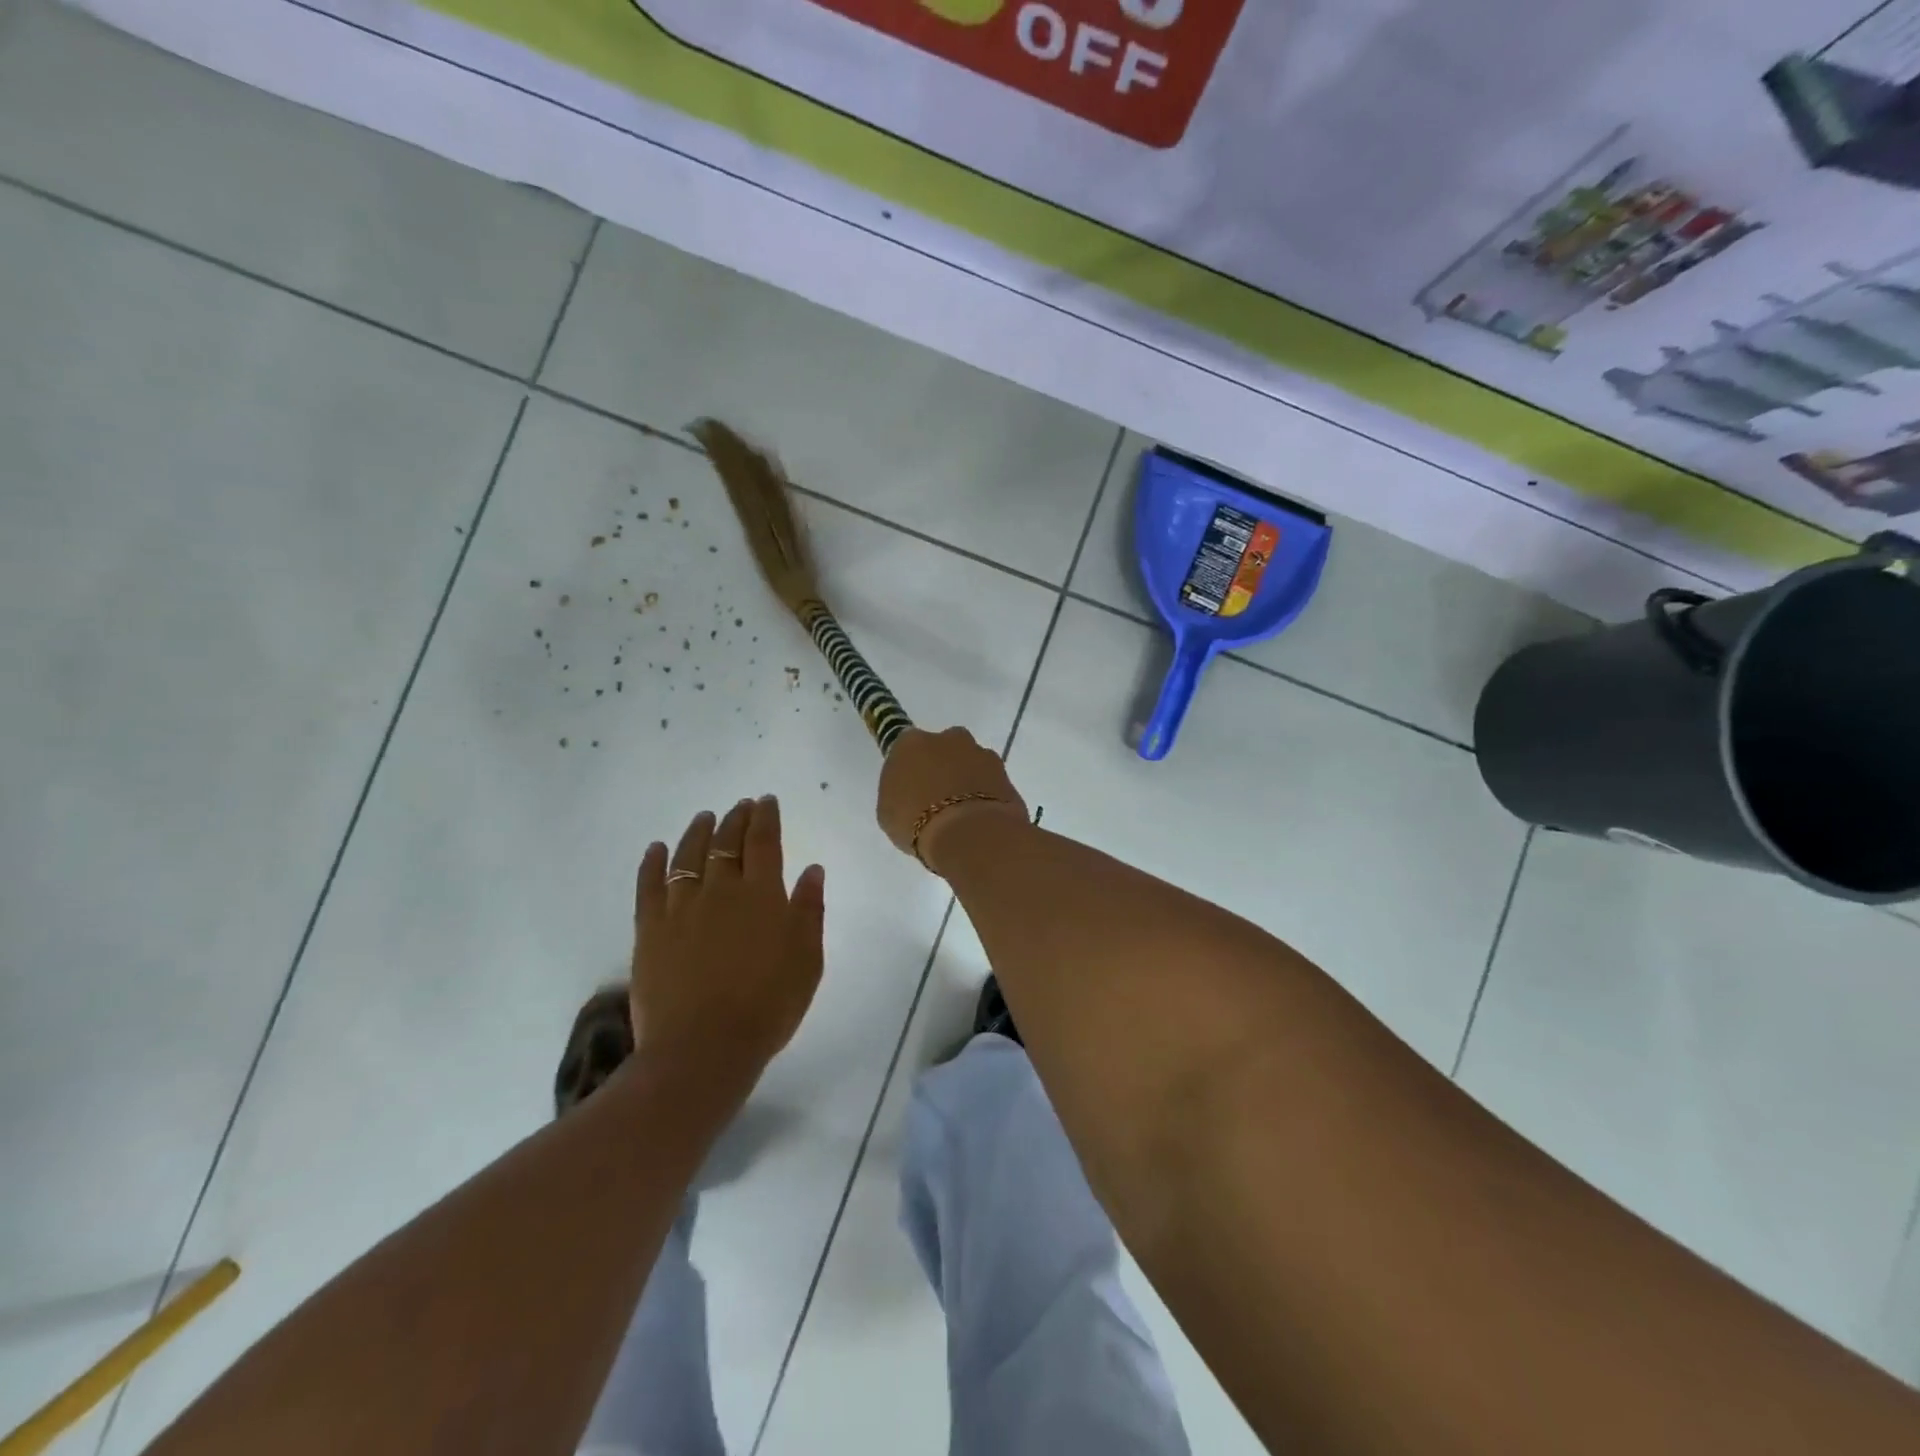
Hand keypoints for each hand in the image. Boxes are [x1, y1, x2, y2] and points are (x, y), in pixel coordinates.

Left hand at [632, 797, 824, 1084]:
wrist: (704, 1048)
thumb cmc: (768, 1006)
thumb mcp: (807, 960)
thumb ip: (809, 911)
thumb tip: (813, 869)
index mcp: (762, 895)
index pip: (763, 842)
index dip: (765, 818)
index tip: (765, 801)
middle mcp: (721, 890)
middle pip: (727, 843)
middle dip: (735, 819)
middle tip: (741, 806)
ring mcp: (681, 908)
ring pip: (688, 856)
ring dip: (698, 832)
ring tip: (704, 817)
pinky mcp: (650, 930)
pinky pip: (648, 886)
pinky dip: (651, 864)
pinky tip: (655, 849)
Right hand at [876, 727, 1028, 873]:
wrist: (970, 833)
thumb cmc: (916, 822)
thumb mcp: (889, 811)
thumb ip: (899, 791)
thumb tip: (912, 789)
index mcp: (911, 743)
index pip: (907, 748)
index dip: (911, 768)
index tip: (911, 788)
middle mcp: (948, 738)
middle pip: (943, 749)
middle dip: (942, 767)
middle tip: (938, 799)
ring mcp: (981, 753)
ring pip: (970, 763)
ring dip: (967, 780)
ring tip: (962, 814)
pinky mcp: (1006, 773)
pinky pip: (990, 782)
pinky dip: (986, 794)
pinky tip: (980, 818)